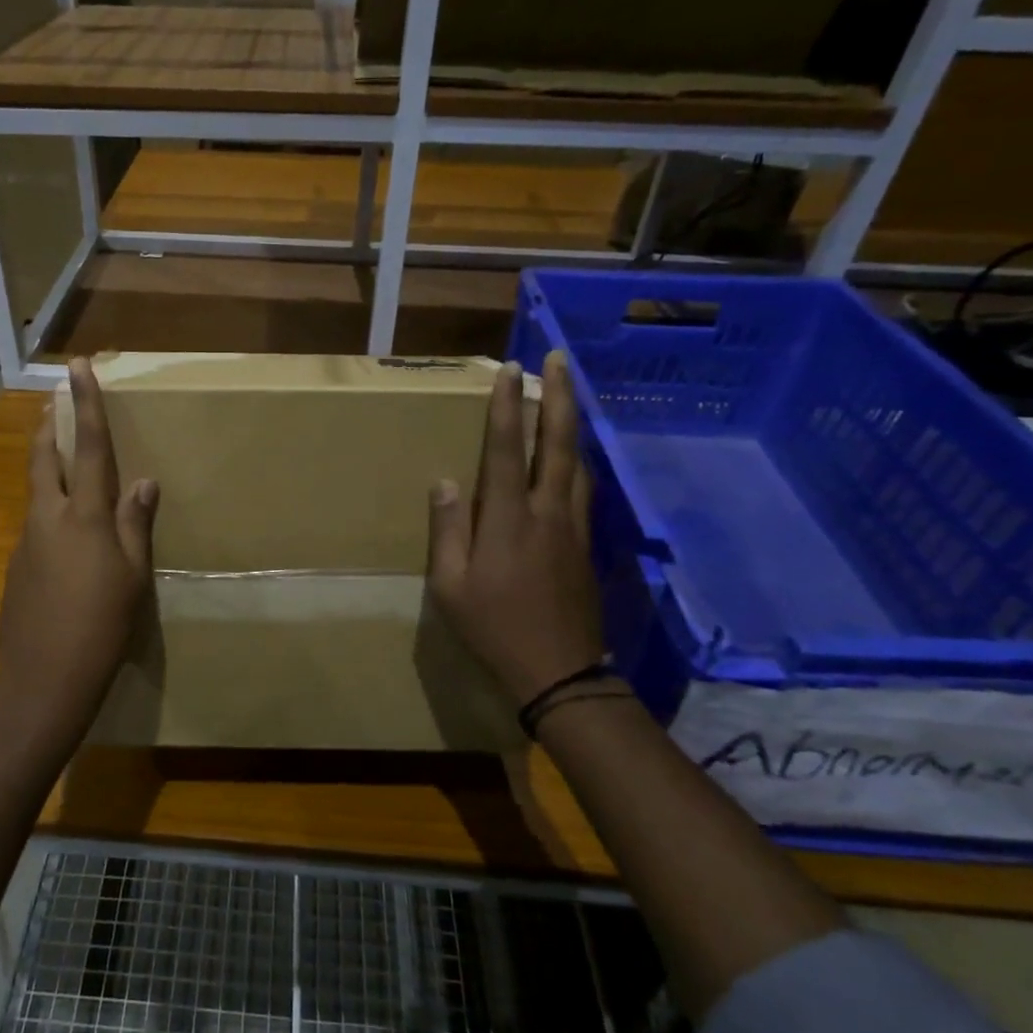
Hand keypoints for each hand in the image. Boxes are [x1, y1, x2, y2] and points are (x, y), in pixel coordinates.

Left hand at [0, 358, 158, 722]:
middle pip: (44, 458)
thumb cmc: (102, 626)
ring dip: (48, 469)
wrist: (44, 680)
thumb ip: (135, 524)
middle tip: (53, 403)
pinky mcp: (14, 568)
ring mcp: (25, 543)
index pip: (90, 448)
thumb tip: (144, 482)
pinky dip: (49, 514)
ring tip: (65, 466)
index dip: (86, 405)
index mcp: (84, 517)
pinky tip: (65, 541)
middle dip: (49, 426)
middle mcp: (48, 518)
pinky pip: (35, 526)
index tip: (77, 367)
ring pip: (37, 492)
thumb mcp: (132, 575)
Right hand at [426, 353, 604, 704]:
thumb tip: (446, 481)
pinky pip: (583, 489)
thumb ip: (449, 530)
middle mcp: (546, 512)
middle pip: (556, 443)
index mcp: (507, 520)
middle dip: (559, 397)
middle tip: (560, 360)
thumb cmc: (494, 629)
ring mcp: (572, 527)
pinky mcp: (586, 545)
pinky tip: (573, 456)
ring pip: (577, 463)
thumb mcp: (451, 586)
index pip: (505, 450)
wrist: (560, 672)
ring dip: (572, 423)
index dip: (507, 406)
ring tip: (568, 395)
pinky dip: (577, 459)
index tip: (511, 369)